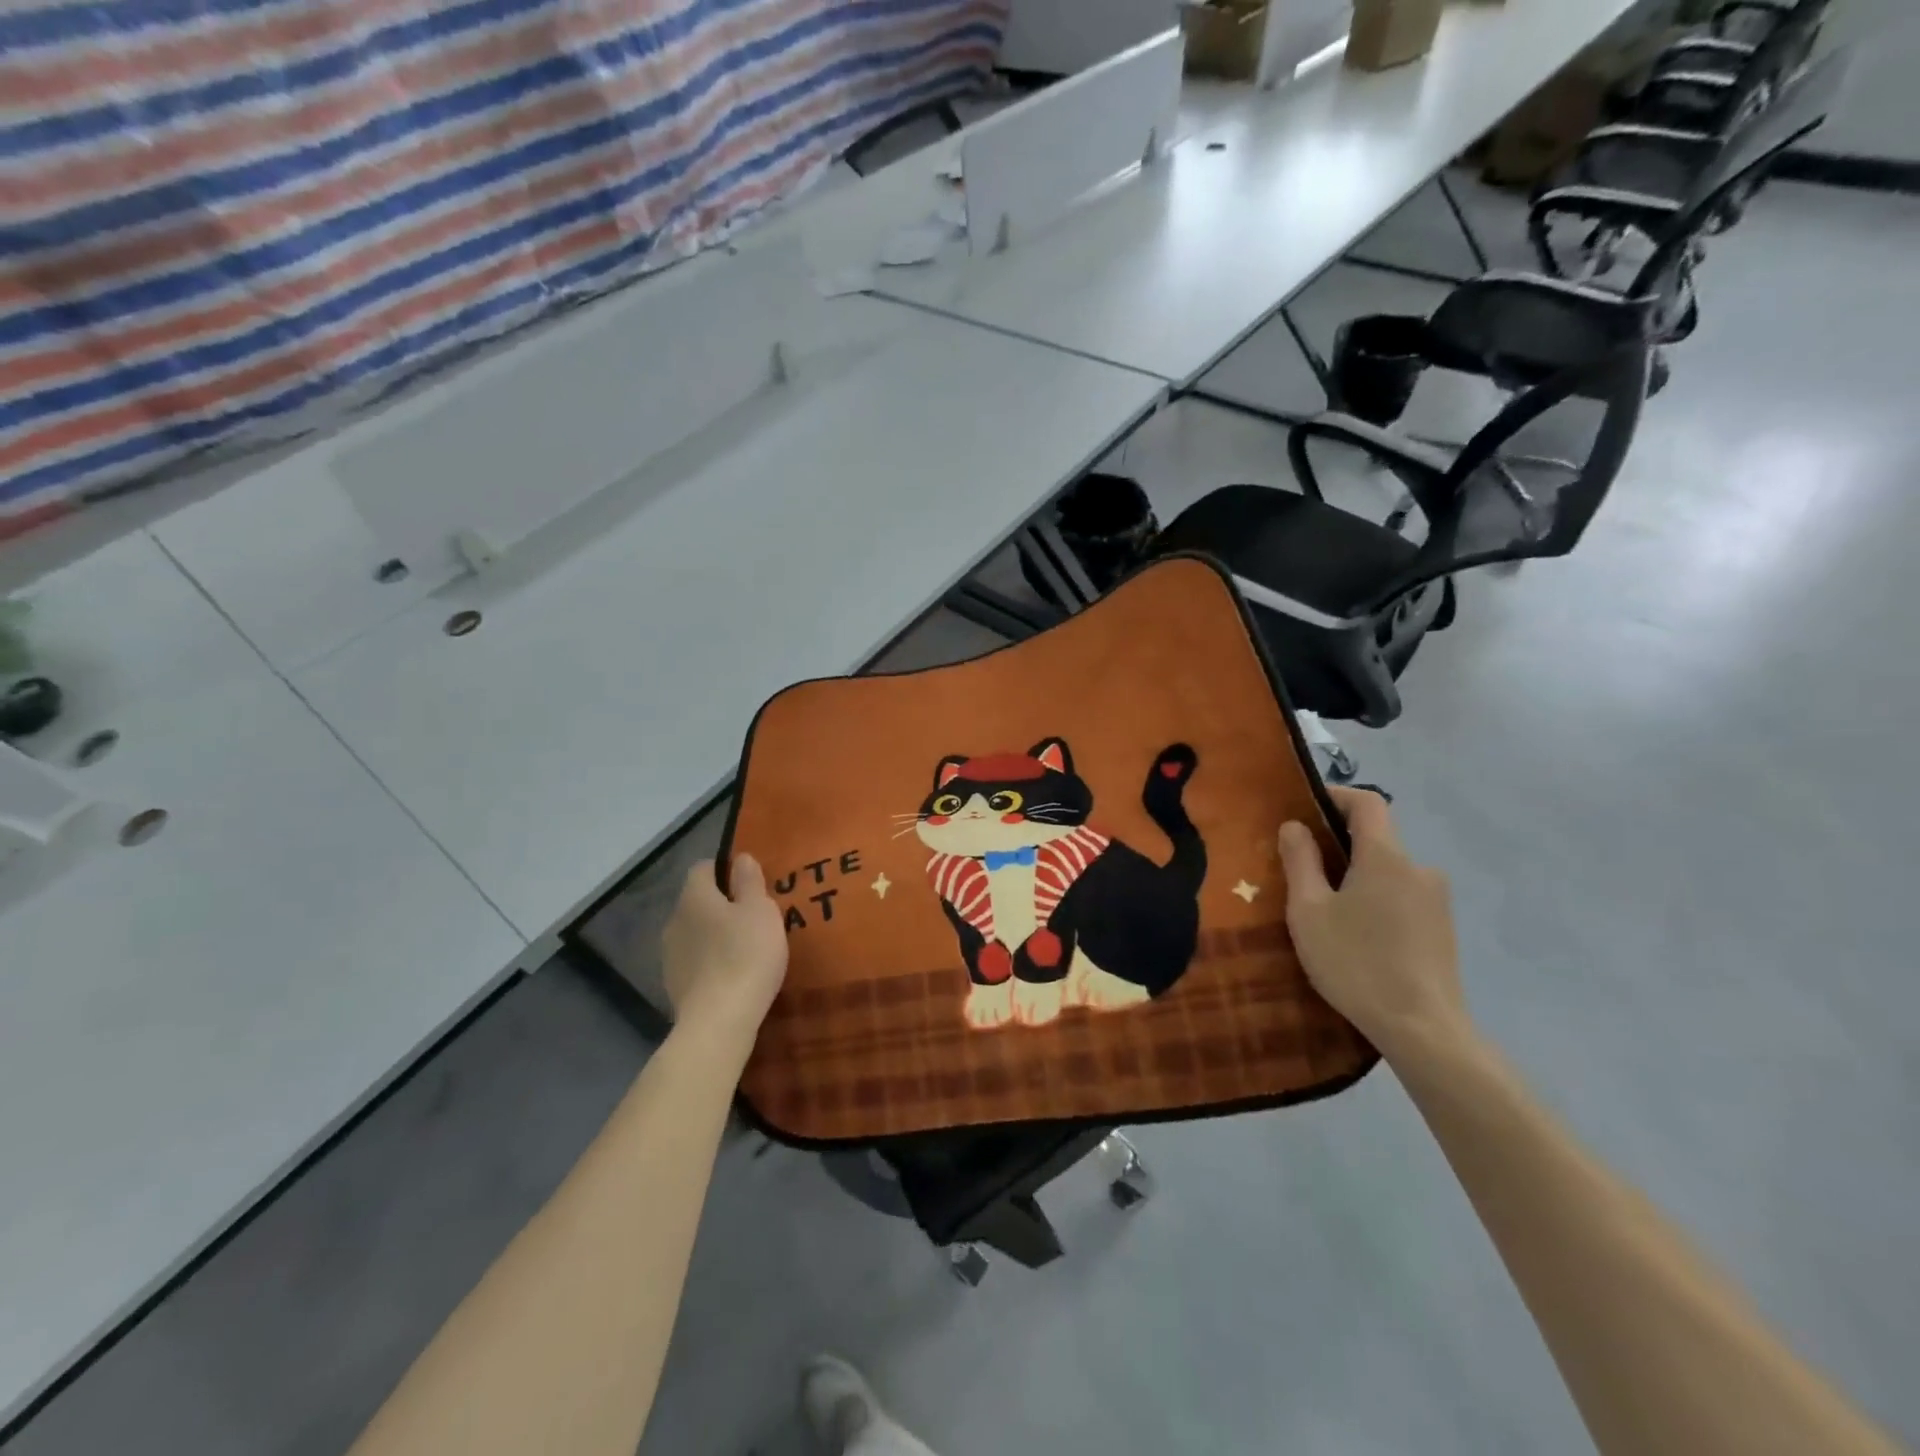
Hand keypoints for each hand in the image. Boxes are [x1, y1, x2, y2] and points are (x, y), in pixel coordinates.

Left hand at [661, 855, 788, 1047]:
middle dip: (722, 905)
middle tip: (754, 917)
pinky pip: (695, 962)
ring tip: (745, 948)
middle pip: (698, 902)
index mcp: (694, 897)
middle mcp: (675, 921)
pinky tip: (732, 975)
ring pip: (695, 933)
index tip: (750, 883)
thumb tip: (740, 858)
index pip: (703, 868)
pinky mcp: (674, 985)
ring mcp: (670, 956)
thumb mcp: (760, 910)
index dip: (725, 870)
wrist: (718, 1021)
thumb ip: (750, 881)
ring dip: (715, 935)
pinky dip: (711, 962)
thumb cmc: (745, 954)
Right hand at [1277, 788, 1470, 1062]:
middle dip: (1337, 843)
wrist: (1423, 1029)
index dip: (1334, 796)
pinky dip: (1375, 899)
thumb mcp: (1309, 911)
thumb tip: (1294, 826)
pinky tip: (1355, 934)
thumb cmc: (1356, 962)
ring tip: (1324, 907)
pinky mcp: (1442, 928)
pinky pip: (1401, 896)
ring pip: (1387, 870)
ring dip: (1356, 875)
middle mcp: (1418, 868)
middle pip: (1376, 837)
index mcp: (1386, 856)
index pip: (1367, 802)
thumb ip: (1300, 861)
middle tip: (1300, 866)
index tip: (1303, 808)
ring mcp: (1436, 900)